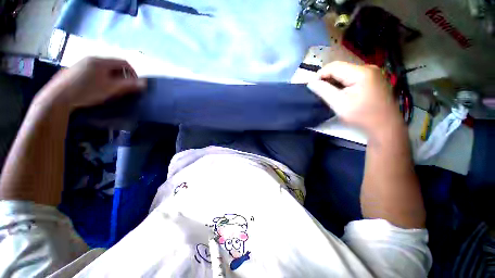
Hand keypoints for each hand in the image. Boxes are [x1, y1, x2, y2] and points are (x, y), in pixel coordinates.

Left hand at [36, 57, 145, 109]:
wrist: (58, 97)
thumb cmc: (86, 92)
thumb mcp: (110, 89)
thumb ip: (128, 85)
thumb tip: (145, 83)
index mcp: (101, 61)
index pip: (124, 62)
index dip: (133, 73)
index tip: (135, 84)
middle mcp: (92, 58)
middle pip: (114, 64)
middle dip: (122, 75)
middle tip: (123, 87)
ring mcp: (82, 62)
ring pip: (104, 67)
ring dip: (112, 76)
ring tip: (111, 88)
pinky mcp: (76, 69)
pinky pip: (95, 69)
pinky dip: (102, 76)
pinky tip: (98, 86)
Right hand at [308, 61, 402, 136]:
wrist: (385, 126)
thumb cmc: (361, 116)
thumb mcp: (339, 104)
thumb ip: (323, 91)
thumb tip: (310, 83)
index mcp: (361, 72)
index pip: (334, 66)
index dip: (320, 75)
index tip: (311, 87)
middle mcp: (368, 68)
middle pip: (340, 68)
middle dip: (327, 78)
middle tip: (318, 91)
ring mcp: (372, 73)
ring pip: (346, 72)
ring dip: (334, 81)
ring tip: (328, 92)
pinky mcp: (373, 79)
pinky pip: (353, 76)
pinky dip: (343, 83)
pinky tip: (340, 92)